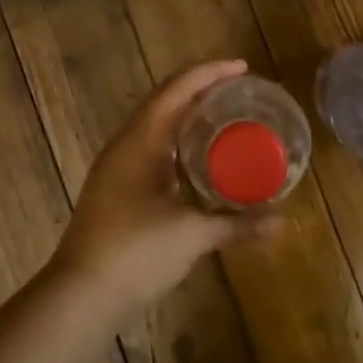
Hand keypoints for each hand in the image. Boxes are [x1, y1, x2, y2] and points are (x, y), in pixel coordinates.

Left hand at [53, 59, 270, 323]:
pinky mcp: (118, 189)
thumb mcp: (191, 234)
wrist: (81, 295)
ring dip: (188, 116)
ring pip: (157, 126)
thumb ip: (236, 224)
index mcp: (140, 141)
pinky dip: (179, 143)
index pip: (176, 90)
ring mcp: (118, 167)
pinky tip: (201, 159)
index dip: (209, 73)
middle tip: (240, 91)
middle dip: (201, 90)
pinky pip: (153, 149)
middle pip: (165, 101)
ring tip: (225, 116)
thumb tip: (281, 222)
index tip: (243, 68)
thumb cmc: (134, 253)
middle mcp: (126, 145)